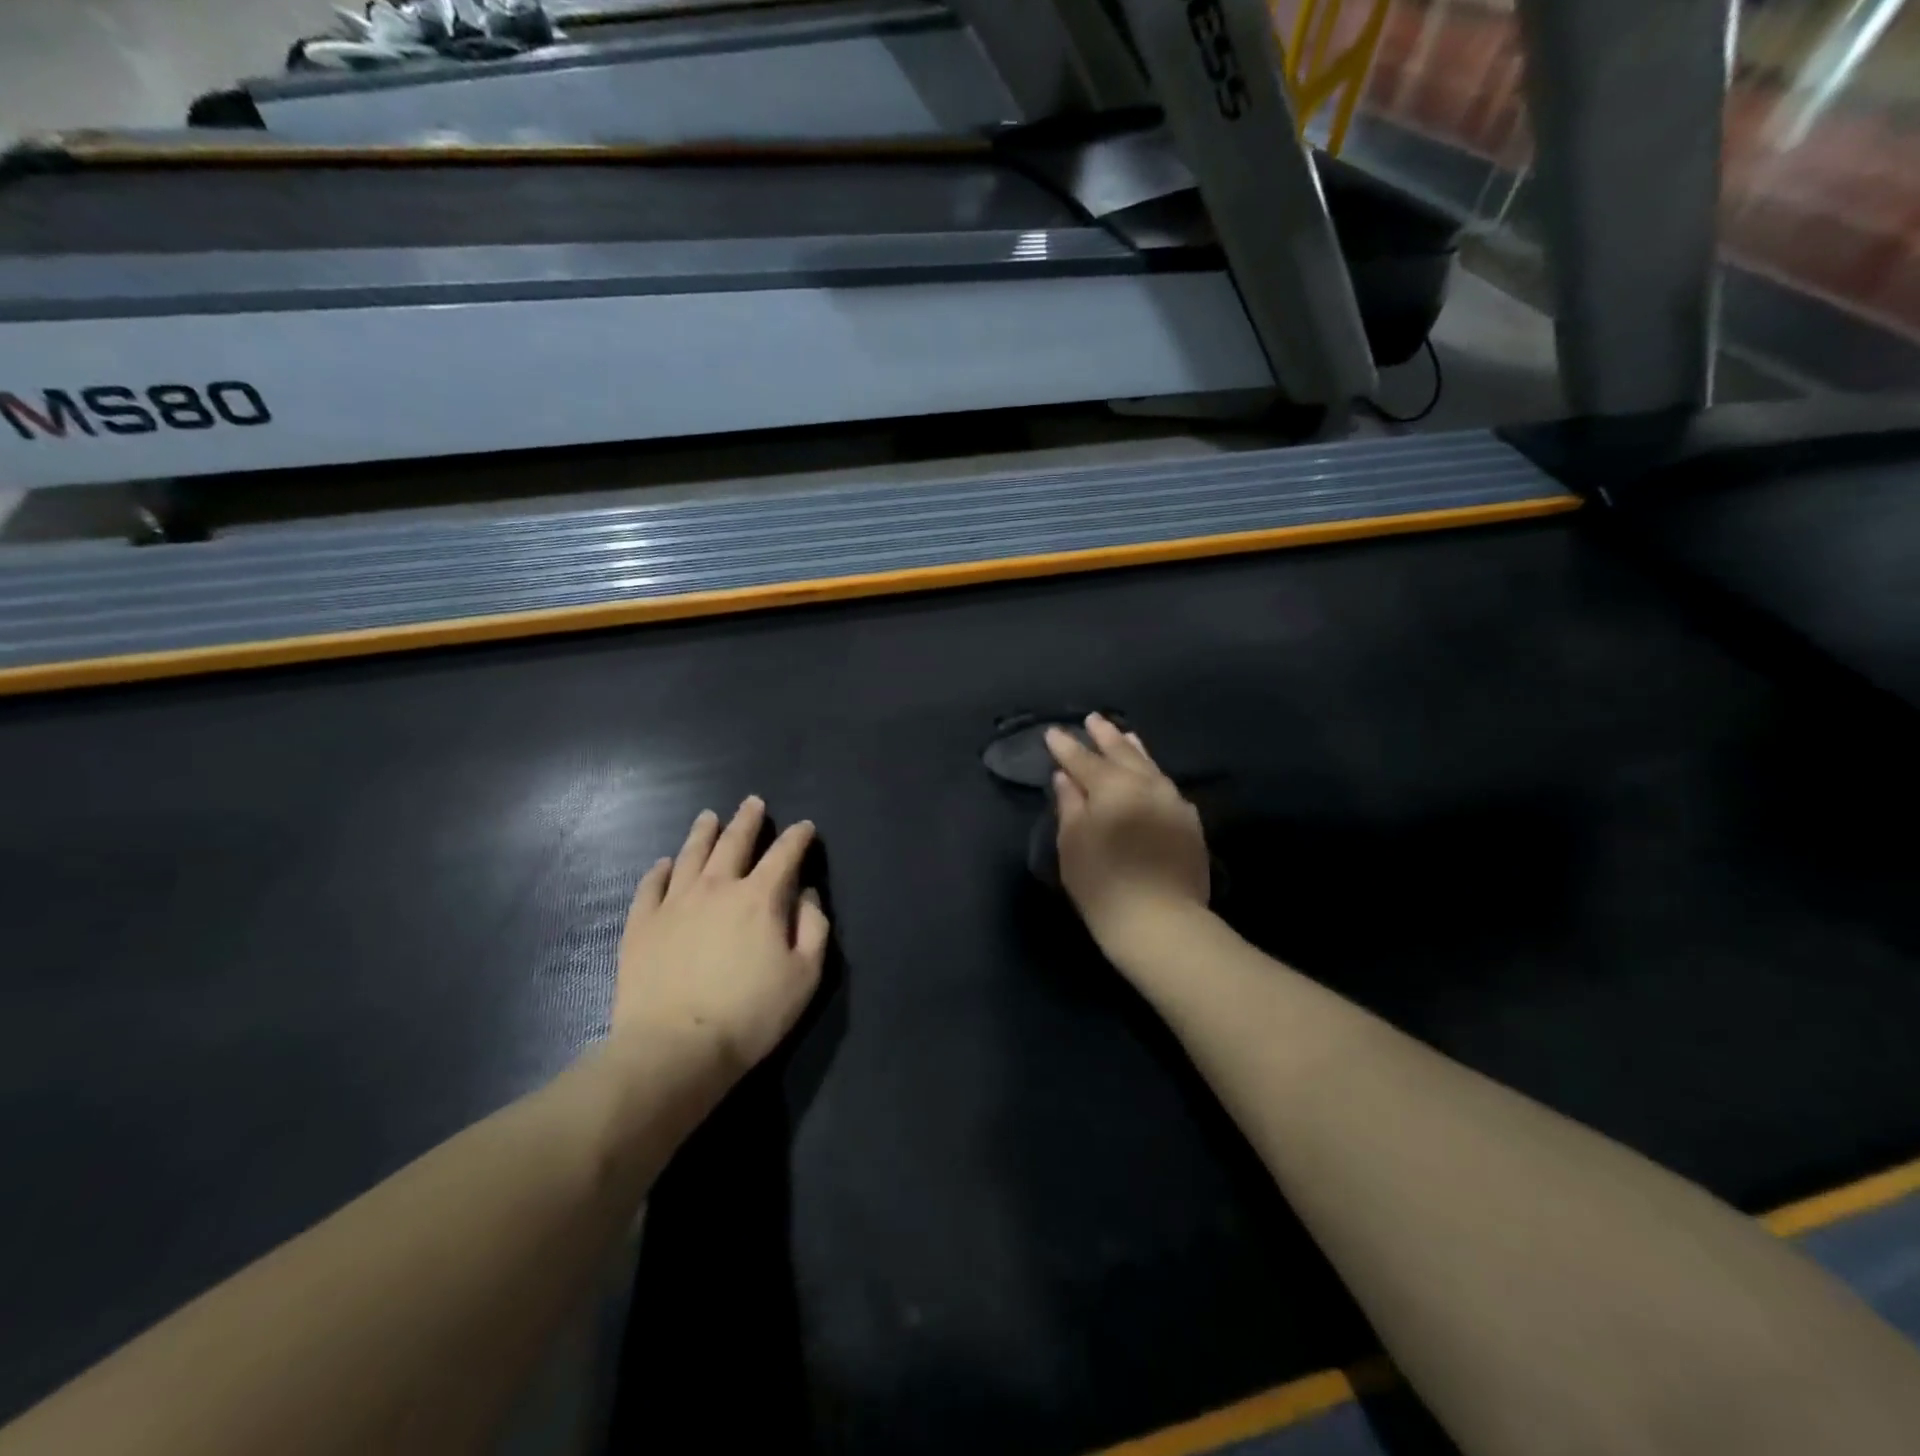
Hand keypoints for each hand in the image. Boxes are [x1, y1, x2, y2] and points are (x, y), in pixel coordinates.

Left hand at [614, 797, 829, 1079]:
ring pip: (691, 854)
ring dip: (703, 832)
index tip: (805, 827)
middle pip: (734, 842)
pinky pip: (651, 885)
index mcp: (760, 897)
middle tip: (753, 802)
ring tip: (709, 817)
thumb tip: (806, 893)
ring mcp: (674, 903)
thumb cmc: (750, 1014)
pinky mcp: (641, 924)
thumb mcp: (804, 975)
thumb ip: (813, 927)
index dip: (798, 837)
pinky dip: (660, 870)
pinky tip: (664, 864)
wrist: (674, 1048)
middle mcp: (717, 887)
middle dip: (748, 820)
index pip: (785, 854)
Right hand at [1047, 714, 1209, 954]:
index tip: (1053, 732)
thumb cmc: (1103, 884)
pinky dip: (1153, 775)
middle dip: (1105, 736)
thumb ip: (1069, 805)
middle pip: (1123, 753)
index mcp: (1112, 787)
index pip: (1084, 760)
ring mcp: (1172, 802)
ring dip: (1134, 749)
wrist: (1161, 922)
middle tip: (1094, 719)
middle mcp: (1146, 785)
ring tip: (1125, 735)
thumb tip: (1066, 777)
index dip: (1066, 746)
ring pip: (1150, 766)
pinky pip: (1167, 787)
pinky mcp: (1189, 823)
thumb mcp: (1073, 844)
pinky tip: (1151, 775)